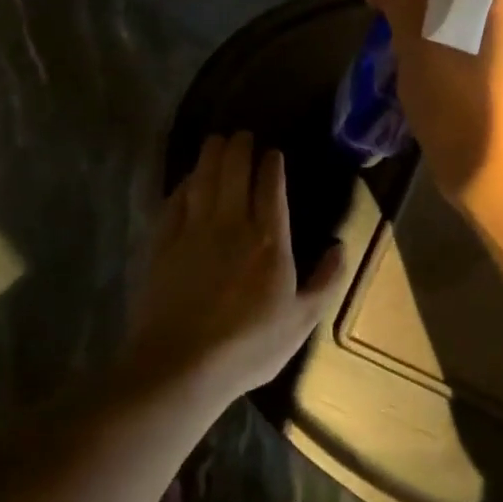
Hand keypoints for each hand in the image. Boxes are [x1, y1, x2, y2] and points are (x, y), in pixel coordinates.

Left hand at [129, 132, 345, 400]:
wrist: (181, 365)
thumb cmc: (249, 346)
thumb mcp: (301, 321)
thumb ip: (325, 281)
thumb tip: (339, 246)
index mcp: (269, 241)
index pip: (271, 188)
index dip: (271, 165)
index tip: (272, 153)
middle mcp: (231, 225)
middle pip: (234, 172)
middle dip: (239, 148)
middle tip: (242, 135)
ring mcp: (193, 232)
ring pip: (203, 179)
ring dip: (210, 156)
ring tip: (216, 141)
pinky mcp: (163, 245)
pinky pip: (174, 202)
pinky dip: (183, 185)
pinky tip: (186, 181)